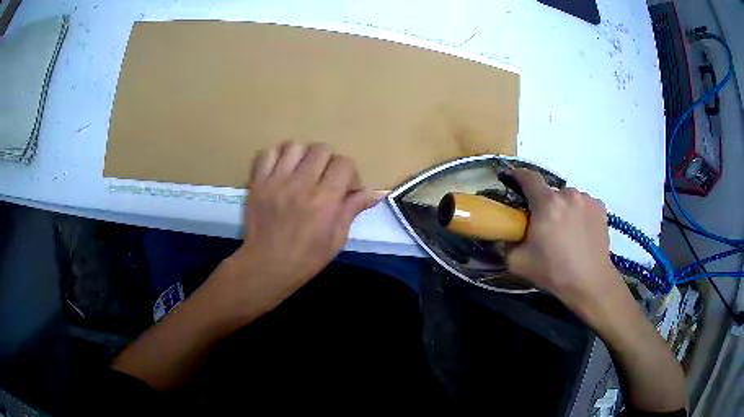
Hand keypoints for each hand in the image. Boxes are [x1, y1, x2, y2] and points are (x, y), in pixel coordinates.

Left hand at [217, 142, 377, 317]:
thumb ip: (352, 210)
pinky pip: (268, 153)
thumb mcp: (336, 239)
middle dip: (329, 162)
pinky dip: (277, 157)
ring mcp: (276, 181)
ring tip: (301, 173)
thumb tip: (374, 194)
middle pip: (322, 149)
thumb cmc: (306, 259)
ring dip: (303, 157)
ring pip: (295, 146)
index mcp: (324, 200)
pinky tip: (281, 171)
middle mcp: (301, 185)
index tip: (345, 188)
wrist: (266, 267)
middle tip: (324, 180)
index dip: (349, 173)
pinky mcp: (257, 183)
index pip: (344, 163)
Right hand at [506, 169, 622, 314]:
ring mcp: (587, 199)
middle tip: (544, 226)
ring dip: (563, 209)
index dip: (518, 176)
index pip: (528, 177)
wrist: (590, 282)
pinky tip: (581, 232)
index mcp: (546, 203)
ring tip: (566, 232)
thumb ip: (508, 242)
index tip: (512, 180)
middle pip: (550, 192)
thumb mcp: (518, 262)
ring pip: (568, 198)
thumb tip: (511, 233)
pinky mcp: (600, 207)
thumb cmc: (554, 271)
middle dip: (544, 204)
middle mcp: (568, 194)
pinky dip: (579, 213)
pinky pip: (584, 204)